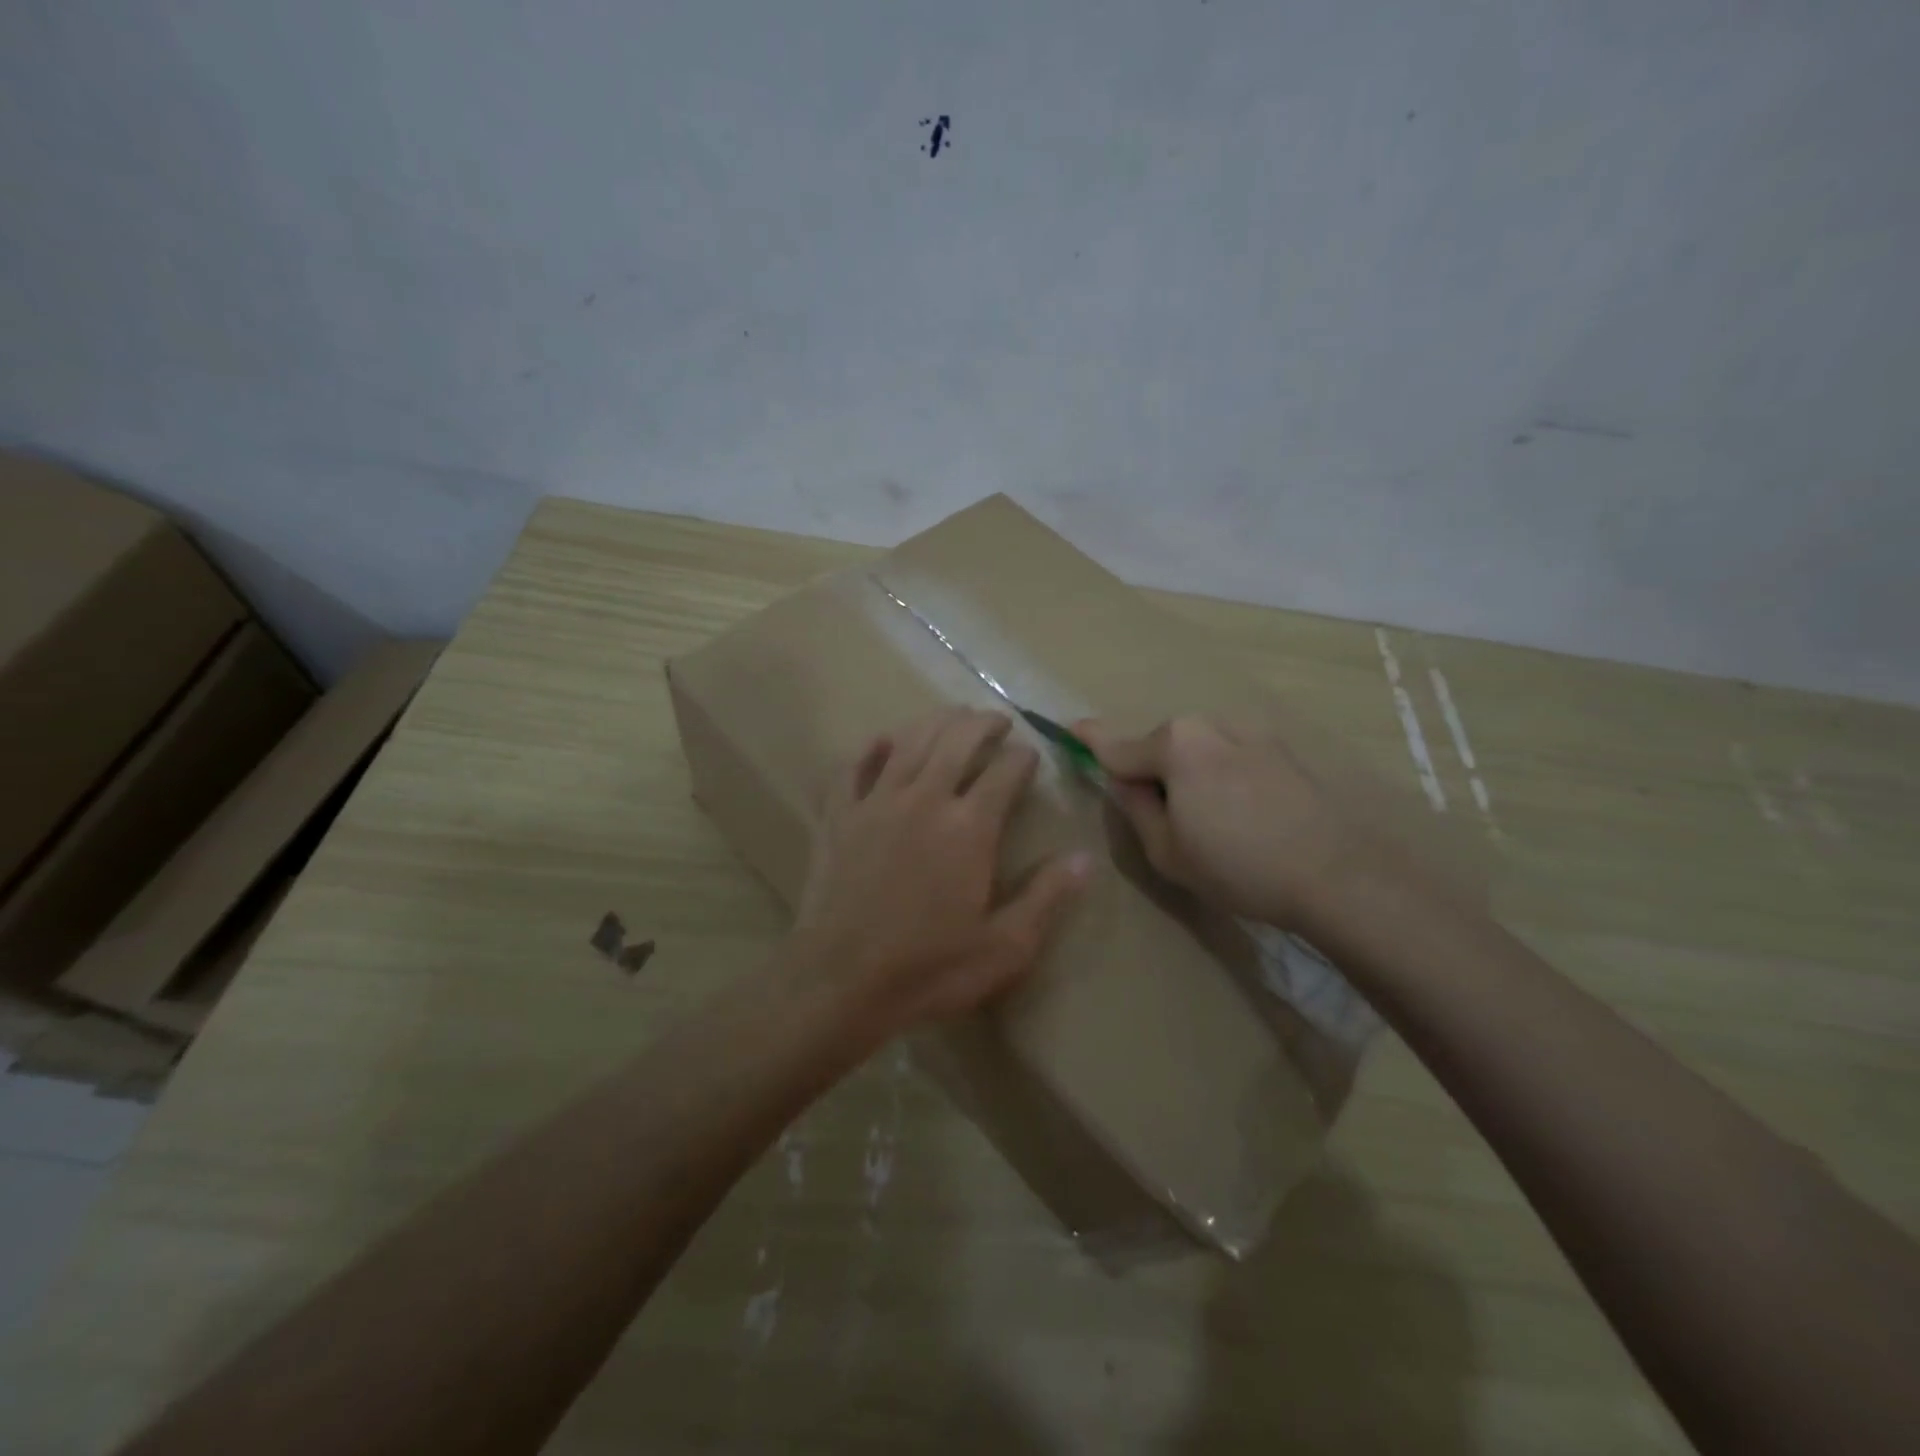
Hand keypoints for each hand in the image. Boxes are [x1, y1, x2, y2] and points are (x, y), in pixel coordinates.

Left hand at [795, 707, 1090, 1035]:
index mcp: (969, 827)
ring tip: (952, 716)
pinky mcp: (839, 817)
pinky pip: (853, 768)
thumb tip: (1085, 858)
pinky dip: (870, 749)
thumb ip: (1047, 897)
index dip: (1023, 757)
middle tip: (997, 721)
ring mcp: (876, 803)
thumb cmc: (929, 968)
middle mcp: (924, 799)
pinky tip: (882, 741)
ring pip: (909, 742)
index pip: (1004, 772)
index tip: (1031, 755)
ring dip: (935, 722)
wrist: (840, 982)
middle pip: (956, 740)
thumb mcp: (1005, 946)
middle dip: (982, 724)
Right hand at [1075, 715, 1376, 927]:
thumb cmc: (1238, 867)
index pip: (1117, 745)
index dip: (1089, 740)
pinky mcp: (1281, 746)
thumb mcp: (1166, 850)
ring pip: (1198, 748)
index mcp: (1175, 746)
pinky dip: (1222, 773)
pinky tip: (1246, 813)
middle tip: (1167, 822)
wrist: (1336, 874)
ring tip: (1214, 822)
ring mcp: (1250, 730)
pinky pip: (1230, 753)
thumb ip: (1135, 807)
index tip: (1069, 727)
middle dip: (1153, 772)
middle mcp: (1209, 725)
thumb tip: (1125, 782)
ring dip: (1190, 773)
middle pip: (1161, 746)